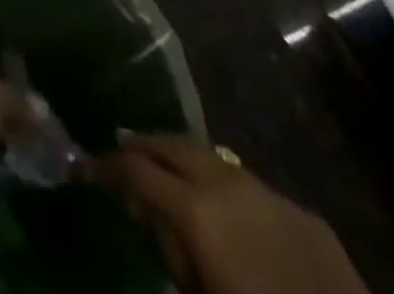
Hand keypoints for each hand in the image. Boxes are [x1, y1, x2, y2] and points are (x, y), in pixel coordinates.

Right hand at [99, 135, 368, 293]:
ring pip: (211, 156)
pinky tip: (228, 212)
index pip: (135, 169)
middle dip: (143, 146)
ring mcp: (268, 190)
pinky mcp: (303, 211)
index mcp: (195, 208)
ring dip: (184, 160)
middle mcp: (226, 182)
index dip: (108, 165)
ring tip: (169, 174)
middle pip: (171, 143)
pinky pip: (251, 186)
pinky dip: (226, 187)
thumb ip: (169, 249)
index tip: (91, 167)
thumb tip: (147, 211)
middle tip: (123, 156)